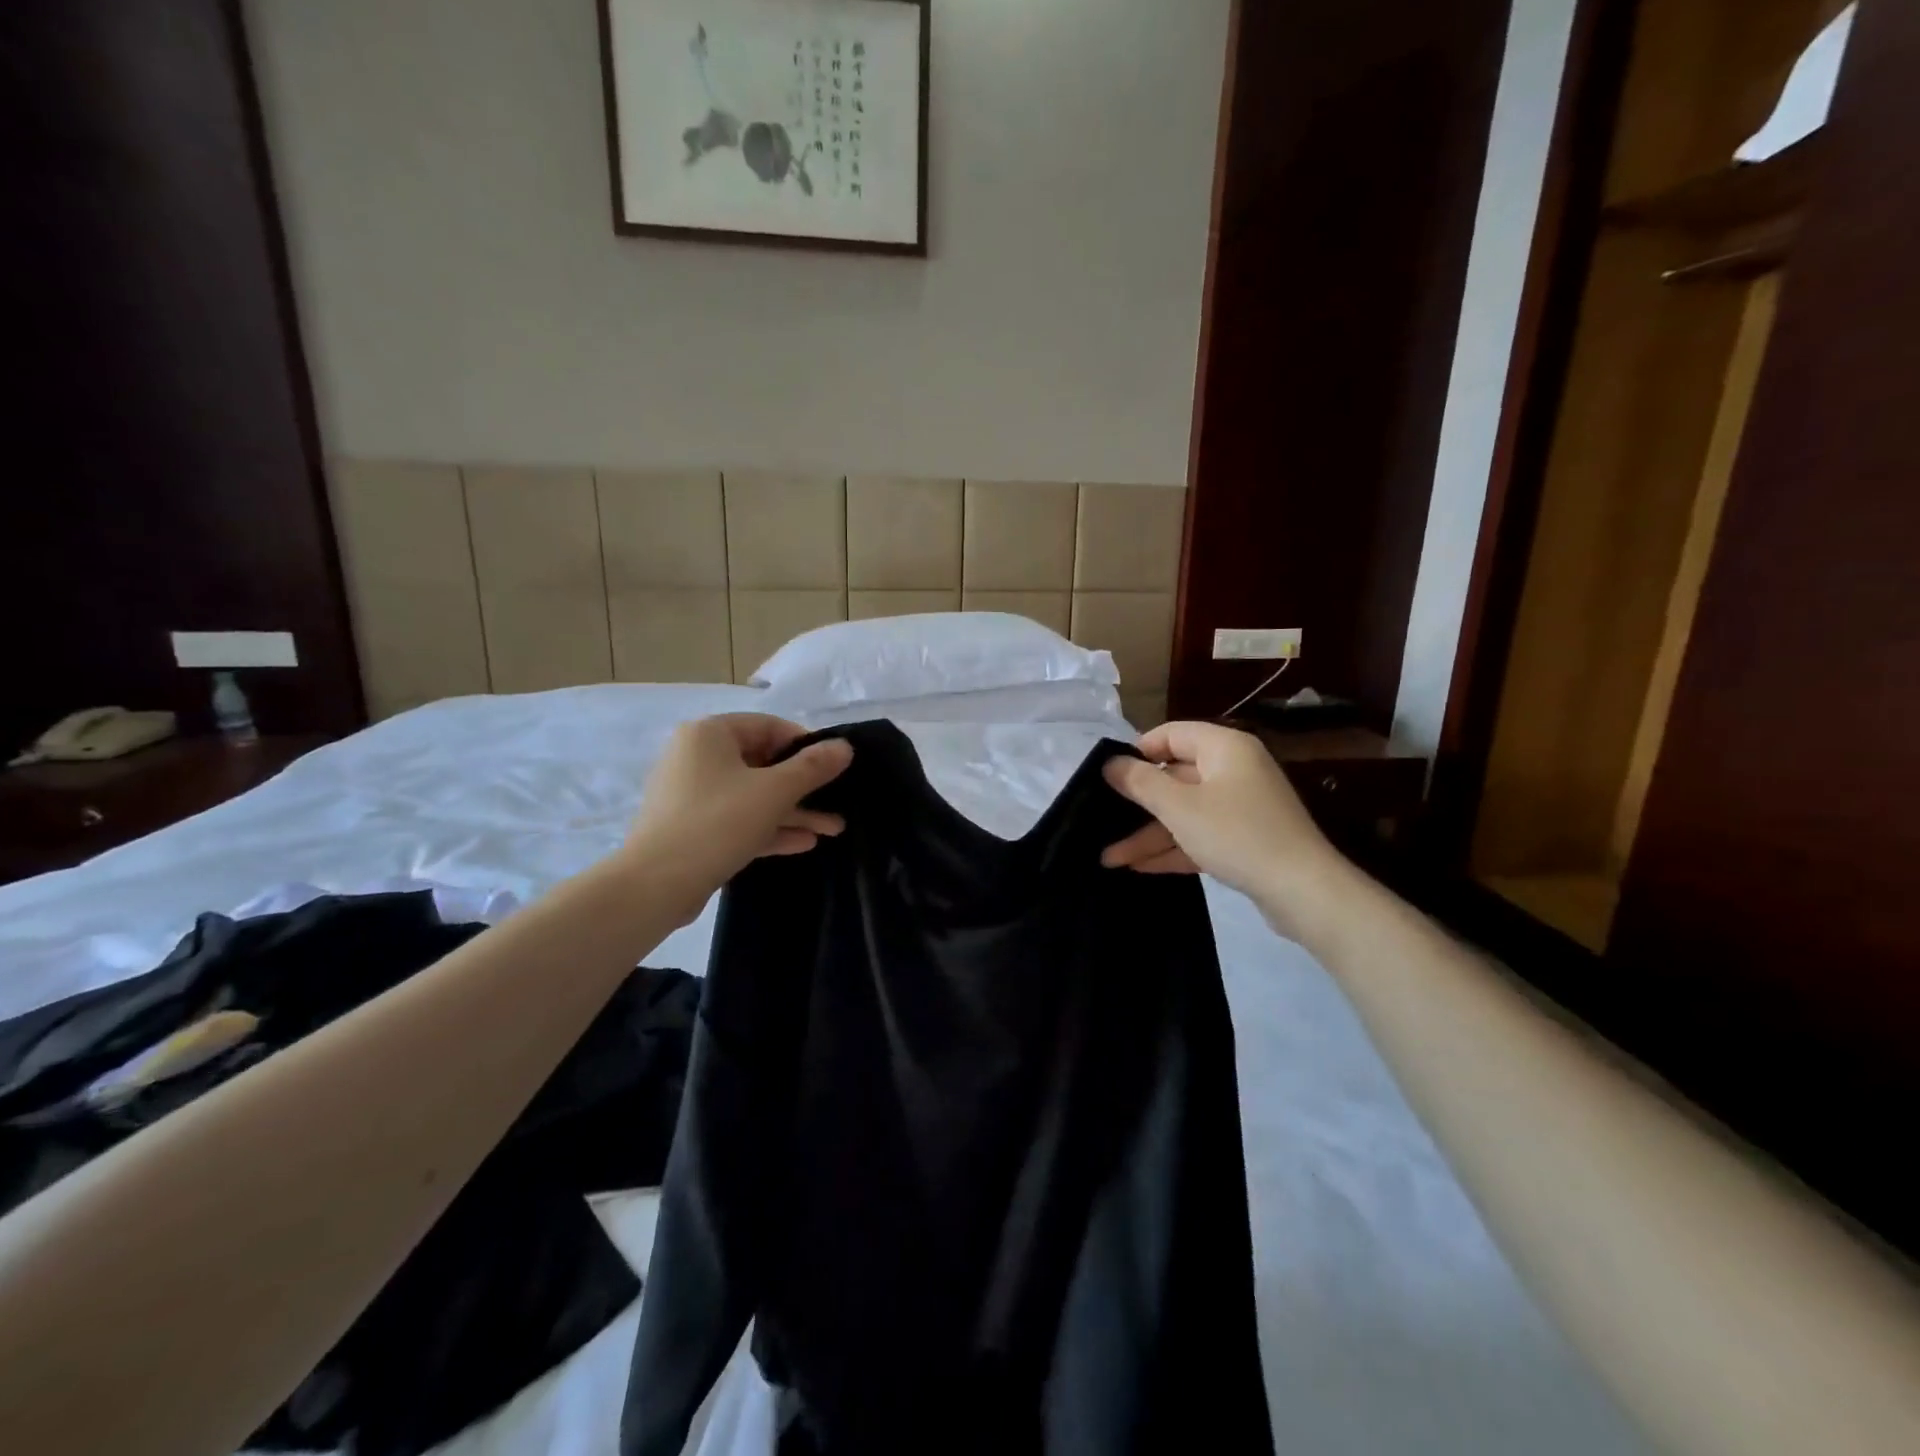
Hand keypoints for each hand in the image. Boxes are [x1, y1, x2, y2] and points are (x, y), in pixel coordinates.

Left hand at [623, 715, 852, 919]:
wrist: (656, 885)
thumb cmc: (718, 823)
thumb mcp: (774, 792)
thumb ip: (813, 767)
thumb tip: (845, 746)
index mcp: (710, 734)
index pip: (768, 726)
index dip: (805, 745)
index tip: (834, 767)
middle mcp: (697, 757)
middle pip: (762, 763)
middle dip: (804, 787)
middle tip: (839, 803)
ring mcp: (692, 795)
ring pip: (753, 796)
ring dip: (793, 811)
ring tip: (833, 829)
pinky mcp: (693, 828)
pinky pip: (738, 819)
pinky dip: (769, 827)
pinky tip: (805, 843)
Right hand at [1101, 722, 1347, 936]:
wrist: (1303, 891)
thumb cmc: (1237, 834)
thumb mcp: (1180, 807)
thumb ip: (1141, 782)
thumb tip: (1109, 763)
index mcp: (1224, 749)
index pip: (1171, 734)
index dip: (1138, 752)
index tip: (1109, 776)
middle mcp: (1233, 771)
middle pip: (1174, 778)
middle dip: (1137, 806)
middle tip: (1102, 821)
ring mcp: (1241, 807)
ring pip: (1184, 813)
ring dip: (1149, 835)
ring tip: (1110, 859)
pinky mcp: (1244, 840)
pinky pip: (1199, 836)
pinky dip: (1172, 849)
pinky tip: (1139, 867)